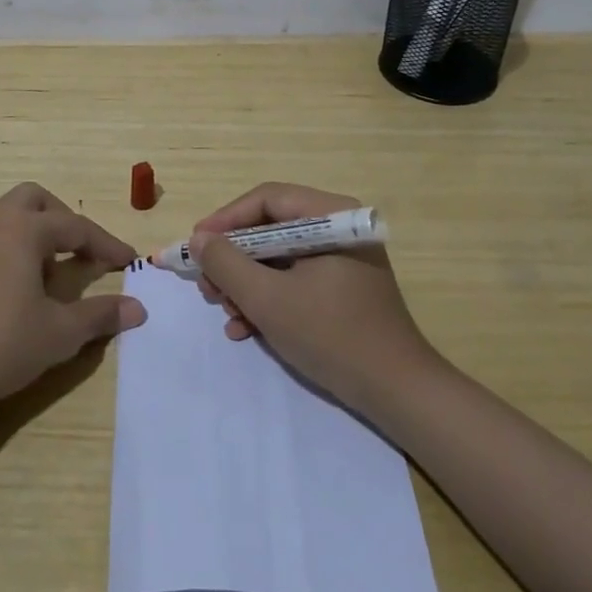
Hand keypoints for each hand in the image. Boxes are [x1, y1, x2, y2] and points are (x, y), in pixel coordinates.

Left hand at [0, 182, 145, 408]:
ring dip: (18, 230)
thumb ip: (100, 315)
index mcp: (24, 230)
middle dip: (59, 217)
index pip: (76, 227)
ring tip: (34, 265)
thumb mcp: (61, 333)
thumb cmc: (2, 344)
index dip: (106, 244)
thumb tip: (138, 308)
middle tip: (77, 250)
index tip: (128, 262)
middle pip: (31, 199)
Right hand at [193, 182, 438, 411]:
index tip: (195, 245)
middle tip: (208, 287)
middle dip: (234, 260)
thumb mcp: (267, 298)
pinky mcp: (341, 288)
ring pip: (278, 258)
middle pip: (270, 229)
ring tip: (227, 314)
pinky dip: (268, 299)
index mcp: (330, 216)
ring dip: (246, 284)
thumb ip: (226, 263)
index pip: (266, 200)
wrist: (396, 392)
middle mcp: (337, 228)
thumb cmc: (331, 335)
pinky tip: (246, 329)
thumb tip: (199, 239)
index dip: (225, 220)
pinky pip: (294, 280)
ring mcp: (341, 259)